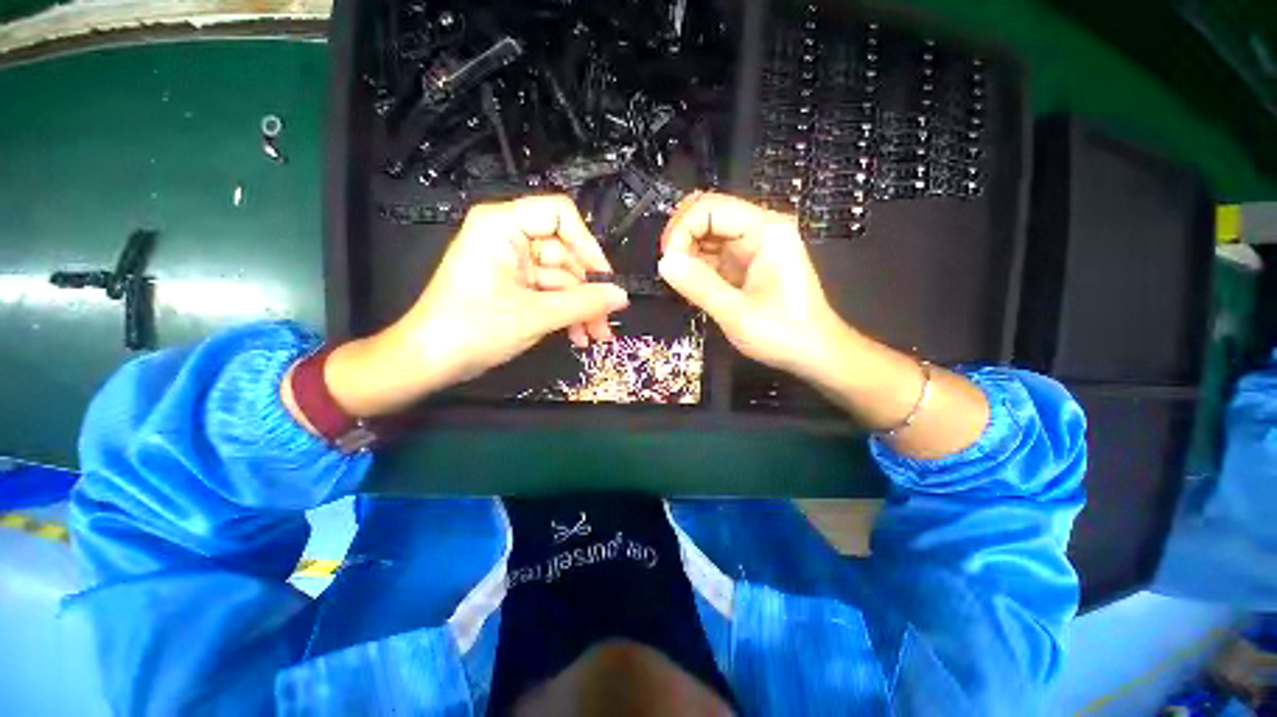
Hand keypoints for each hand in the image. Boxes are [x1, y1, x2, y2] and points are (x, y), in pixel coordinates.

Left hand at [318, 195, 628, 416]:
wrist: (430, 360)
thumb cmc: (474, 329)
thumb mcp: (536, 315)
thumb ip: (584, 304)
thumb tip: (622, 296)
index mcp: (503, 226)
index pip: (560, 215)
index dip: (587, 245)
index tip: (604, 279)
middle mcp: (509, 237)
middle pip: (566, 254)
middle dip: (587, 292)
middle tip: (604, 323)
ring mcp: (513, 263)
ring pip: (563, 279)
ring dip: (581, 309)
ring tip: (594, 337)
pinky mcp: (515, 285)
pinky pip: (551, 293)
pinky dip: (566, 313)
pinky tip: (577, 336)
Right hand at [657, 192, 842, 377]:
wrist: (813, 353)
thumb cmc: (783, 334)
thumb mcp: (737, 313)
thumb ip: (700, 285)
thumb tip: (664, 262)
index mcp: (765, 230)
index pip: (711, 208)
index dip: (682, 228)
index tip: (668, 261)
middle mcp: (759, 231)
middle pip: (708, 217)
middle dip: (683, 240)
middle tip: (671, 272)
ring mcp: (752, 248)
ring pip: (707, 237)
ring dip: (688, 255)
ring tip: (680, 282)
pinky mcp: (745, 265)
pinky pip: (713, 256)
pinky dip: (697, 268)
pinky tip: (691, 286)